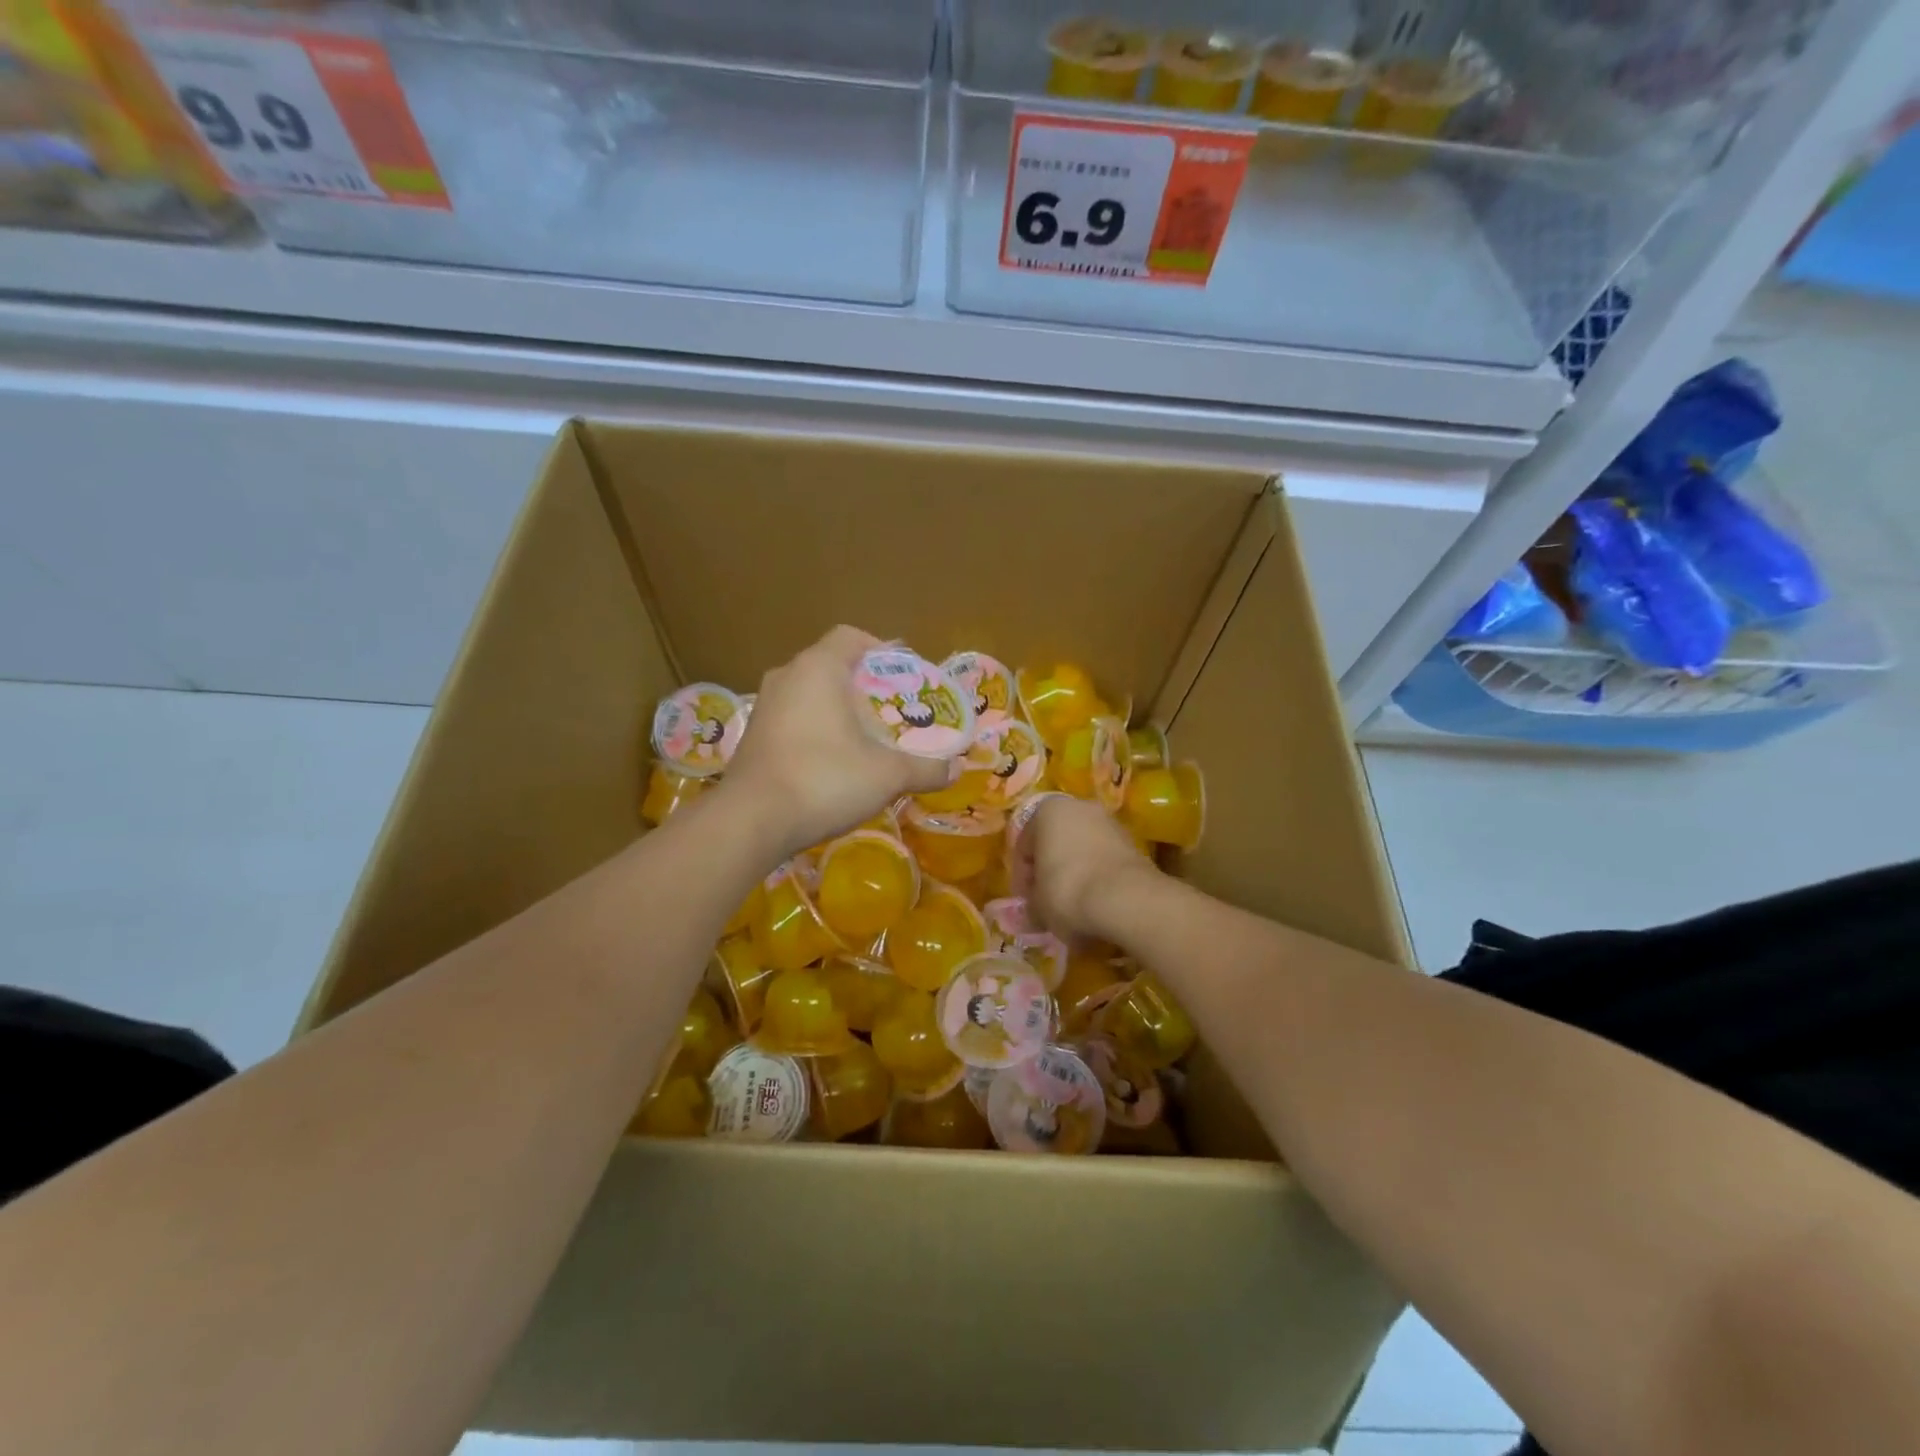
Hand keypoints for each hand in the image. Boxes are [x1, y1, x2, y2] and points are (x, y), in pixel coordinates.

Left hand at [720, 626, 949, 860]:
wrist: (751, 820)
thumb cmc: (824, 779)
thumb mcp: (887, 775)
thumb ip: (924, 769)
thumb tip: (955, 770)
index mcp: (818, 668)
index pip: (851, 637)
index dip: (881, 649)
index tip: (902, 674)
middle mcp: (786, 676)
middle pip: (830, 665)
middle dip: (862, 684)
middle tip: (890, 709)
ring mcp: (764, 706)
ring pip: (808, 693)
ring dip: (836, 708)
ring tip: (865, 736)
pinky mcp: (752, 735)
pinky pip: (792, 718)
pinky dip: (814, 729)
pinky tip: (832, 761)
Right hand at [1014, 793, 1156, 940]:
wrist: (1126, 899)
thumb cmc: (1066, 890)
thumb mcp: (1037, 904)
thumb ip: (1032, 903)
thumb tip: (1034, 910)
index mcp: (1047, 811)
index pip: (1024, 845)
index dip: (1022, 877)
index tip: (1026, 901)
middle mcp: (1079, 807)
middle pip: (1056, 843)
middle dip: (1050, 871)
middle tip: (1047, 901)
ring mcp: (1110, 823)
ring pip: (1083, 850)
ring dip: (1076, 874)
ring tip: (1073, 907)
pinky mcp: (1133, 844)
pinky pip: (1105, 861)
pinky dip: (1098, 879)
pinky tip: (1096, 904)